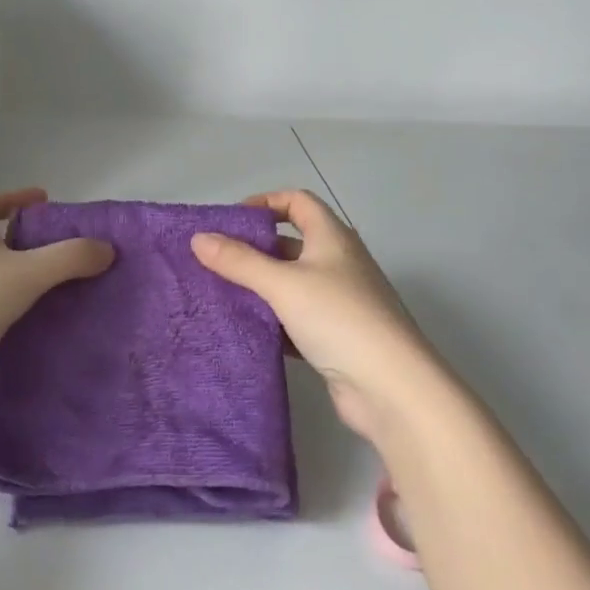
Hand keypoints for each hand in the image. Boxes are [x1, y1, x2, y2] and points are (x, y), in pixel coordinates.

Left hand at [0, 189, 113, 412]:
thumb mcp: (26, 273)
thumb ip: (69, 258)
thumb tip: (108, 248)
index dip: (14, 198)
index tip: (44, 202)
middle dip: (26, 243)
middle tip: (65, 251)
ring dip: (23, 284)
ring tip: (64, 291)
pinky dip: (16, 320)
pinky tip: (43, 331)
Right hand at [191, 190, 445, 441]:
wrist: (391, 387)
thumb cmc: (338, 318)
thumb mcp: (282, 284)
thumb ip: (239, 261)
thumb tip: (198, 238)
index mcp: (332, 238)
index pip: (297, 202)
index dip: (265, 203)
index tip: (230, 221)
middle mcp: (338, 263)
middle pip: (290, 244)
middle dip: (253, 249)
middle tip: (213, 261)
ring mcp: (339, 302)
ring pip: (290, 284)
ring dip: (259, 287)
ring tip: (218, 294)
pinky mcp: (334, 337)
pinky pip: (295, 319)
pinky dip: (271, 321)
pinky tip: (244, 330)